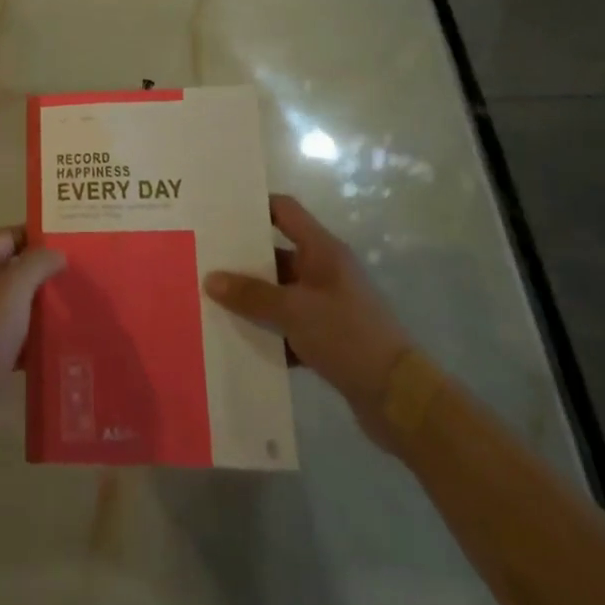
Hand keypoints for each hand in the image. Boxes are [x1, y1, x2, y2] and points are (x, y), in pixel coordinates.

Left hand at [0, 227, 65, 461]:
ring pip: (16, 306)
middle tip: (79, 274)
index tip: (69, 240)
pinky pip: (15, 339)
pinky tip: (60, 346)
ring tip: (77, 307)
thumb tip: (56, 253)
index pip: (7, 236)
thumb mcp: (12, 289)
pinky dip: (35, 340)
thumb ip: (36, 264)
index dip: (35, 234)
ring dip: (42, 307)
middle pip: (12, 271)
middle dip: (44, 271)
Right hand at [205, 195, 418, 449]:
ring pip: (280, 292)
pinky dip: (269, 330)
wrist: (400, 398)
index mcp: (322, 251)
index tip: (219, 211)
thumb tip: (211, 279)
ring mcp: (328, 304)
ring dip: (253, 299)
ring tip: (212, 300)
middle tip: (204, 259)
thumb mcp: (294, 311)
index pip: (284, 210)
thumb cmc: (348, 336)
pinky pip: (289, 324)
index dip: (253, 206)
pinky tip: (240, 339)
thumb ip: (251, 295)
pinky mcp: (329, 336)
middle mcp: (325, 270)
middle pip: (276, 253)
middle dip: (242, 259)